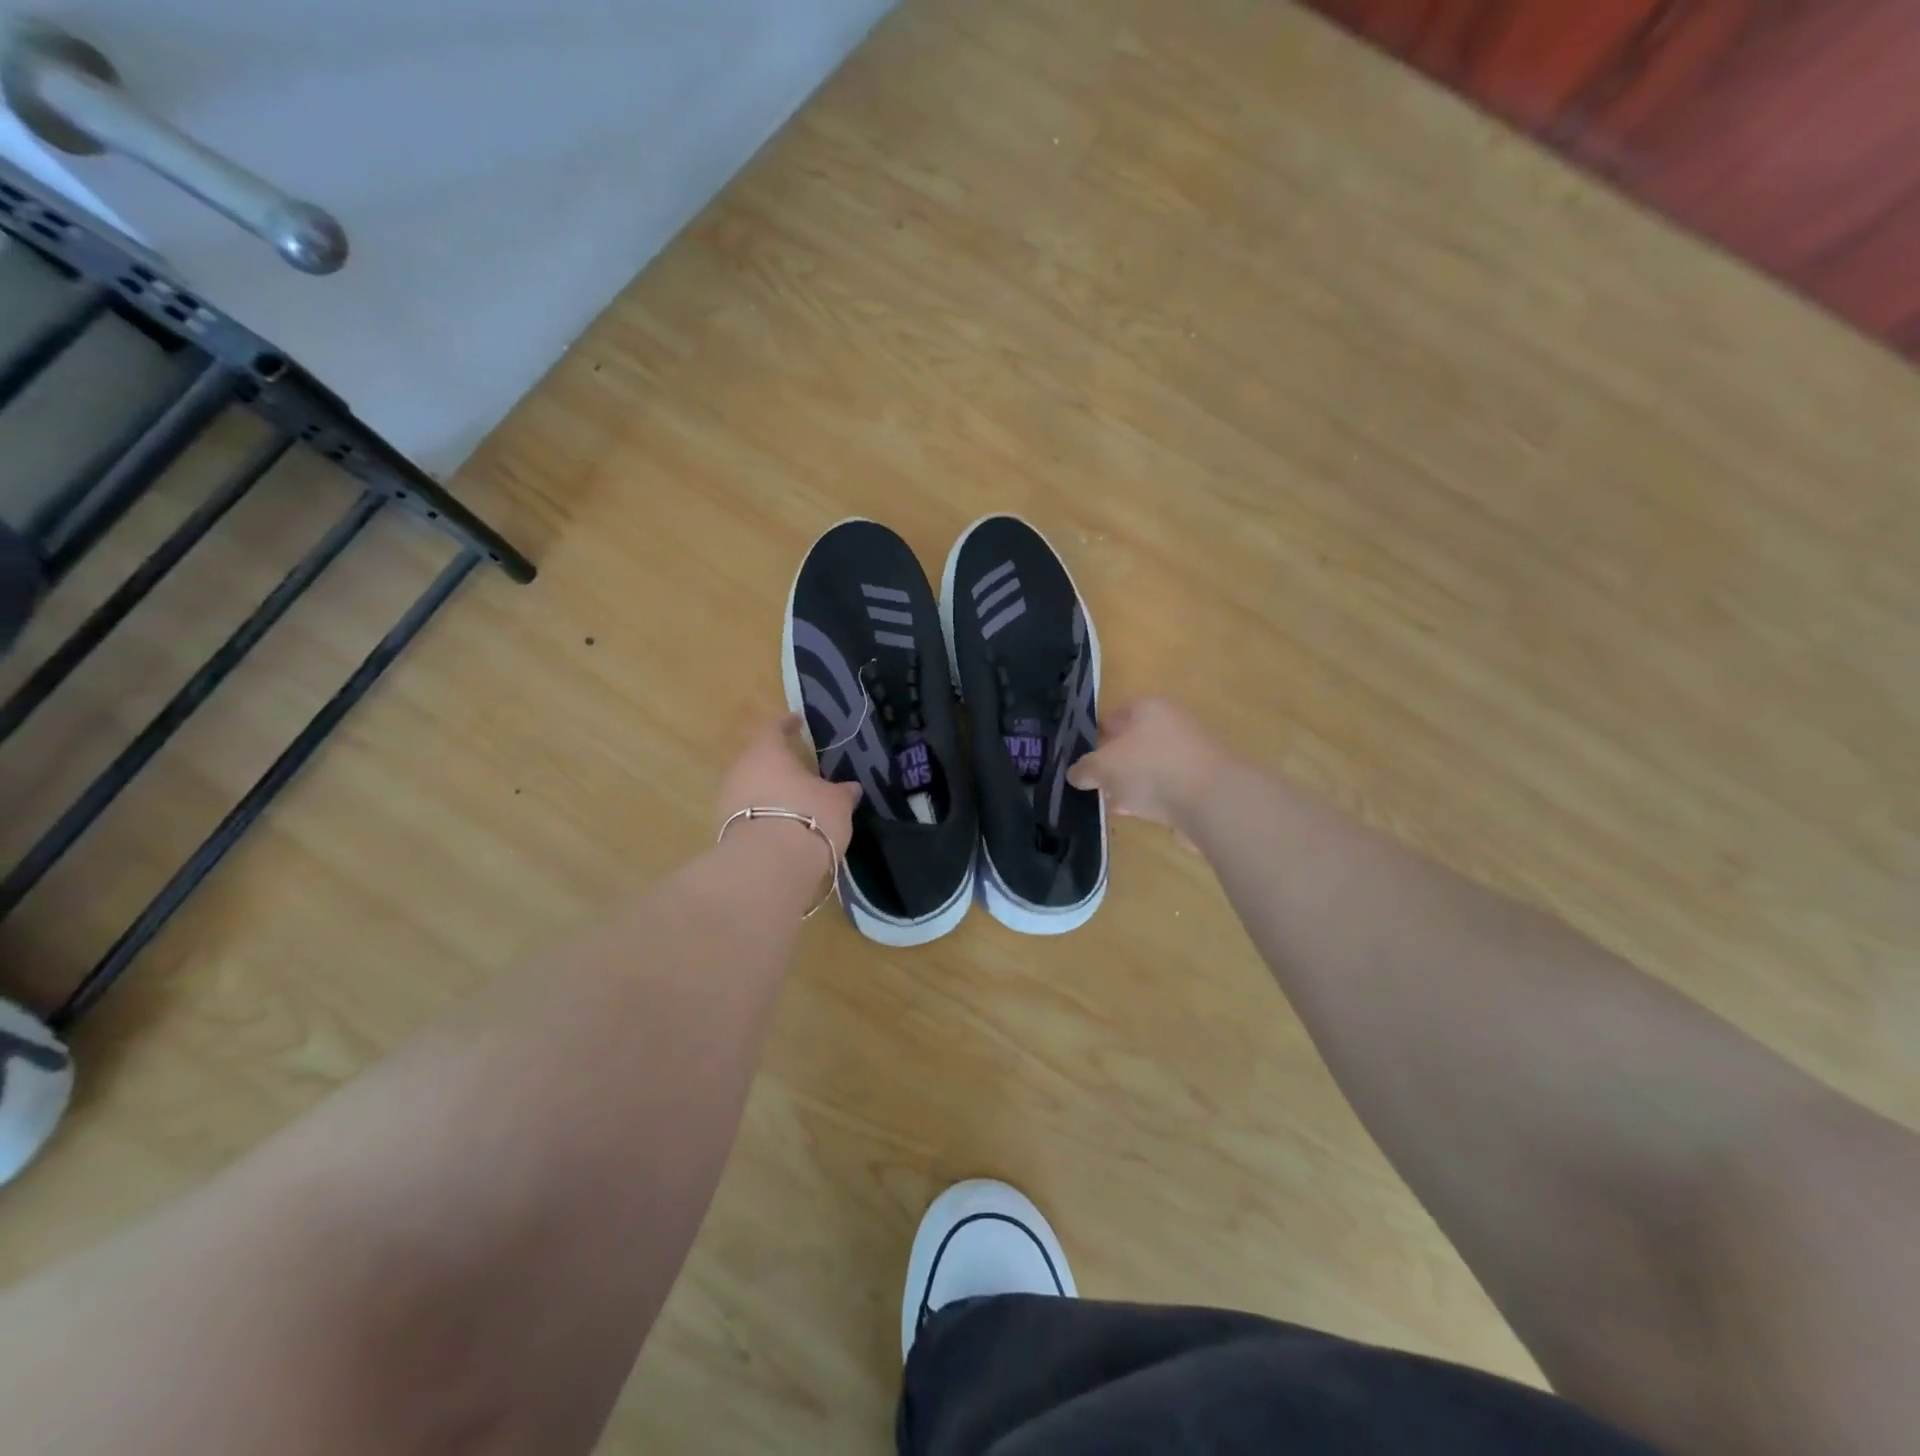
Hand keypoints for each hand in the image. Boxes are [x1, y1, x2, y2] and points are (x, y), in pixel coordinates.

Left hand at [716, 714, 860, 854]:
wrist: (768, 867)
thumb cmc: (808, 817)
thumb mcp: (836, 802)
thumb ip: (842, 792)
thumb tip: (851, 788)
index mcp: (766, 752)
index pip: (773, 728)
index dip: (786, 724)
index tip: (796, 721)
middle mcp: (740, 771)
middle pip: (757, 760)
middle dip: (776, 763)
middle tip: (798, 769)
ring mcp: (726, 802)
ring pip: (750, 788)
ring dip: (769, 792)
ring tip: (793, 802)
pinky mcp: (724, 832)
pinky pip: (747, 815)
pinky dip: (763, 817)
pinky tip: (781, 827)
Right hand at [1067, 697, 1229, 830]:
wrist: (1211, 801)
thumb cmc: (1149, 769)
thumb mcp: (1102, 768)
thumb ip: (1084, 769)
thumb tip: (1076, 774)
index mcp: (1147, 708)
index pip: (1113, 717)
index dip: (1094, 736)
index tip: (1080, 759)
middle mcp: (1171, 723)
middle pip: (1132, 742)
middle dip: (1113, 763)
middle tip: (1093, 783)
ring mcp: (1189, 752)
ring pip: (1149, 766)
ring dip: (1130, 783)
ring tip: (1109, 802)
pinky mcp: (1201, 781)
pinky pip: (1166, 787)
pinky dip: (1150, 797)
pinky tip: (1134, 813)